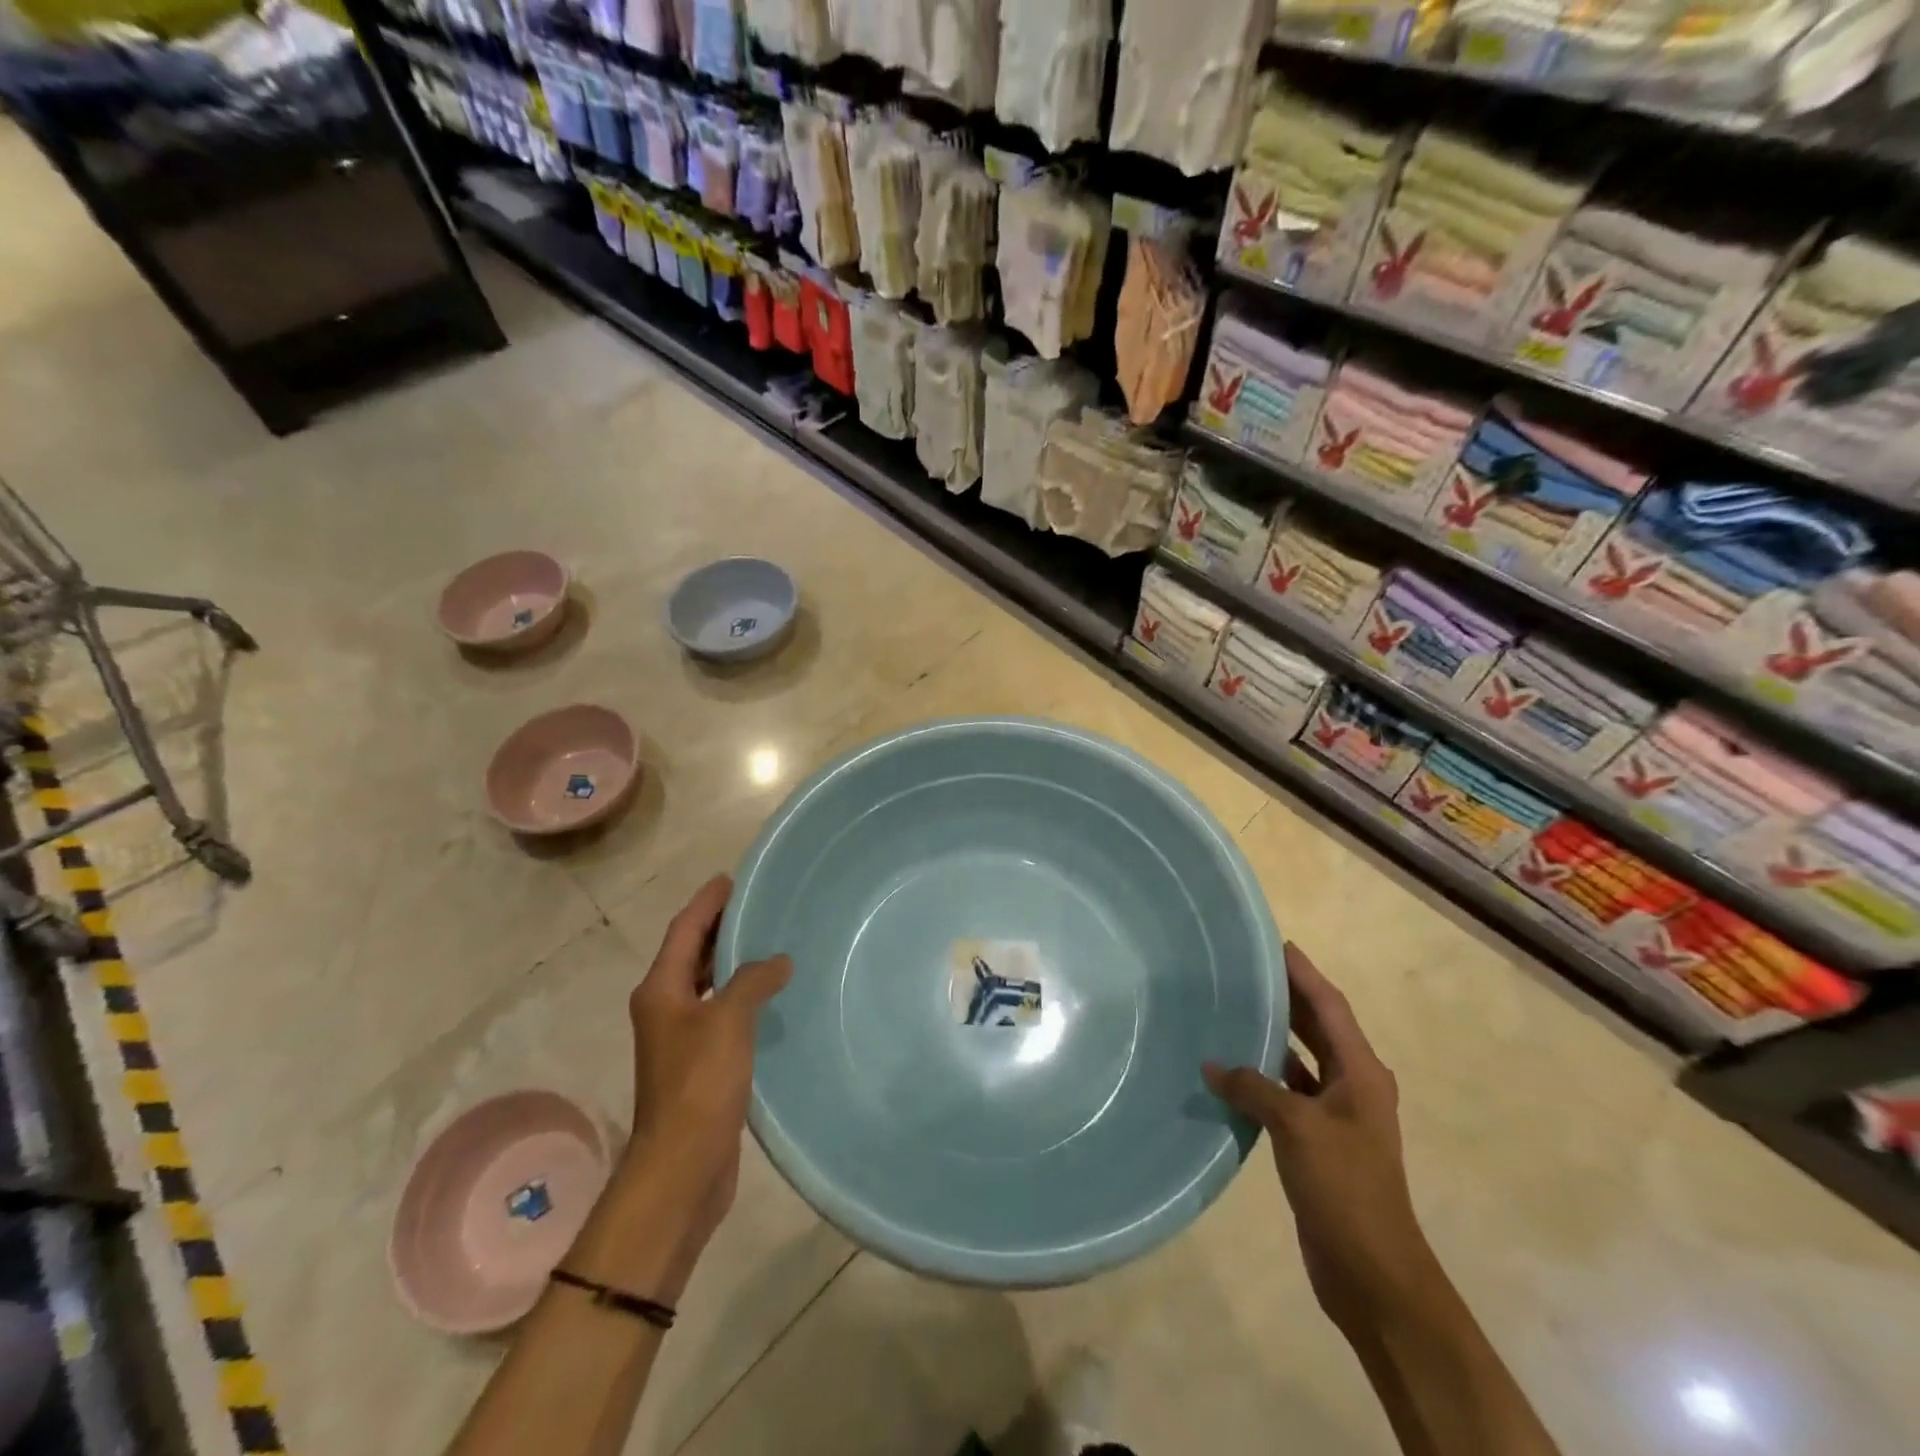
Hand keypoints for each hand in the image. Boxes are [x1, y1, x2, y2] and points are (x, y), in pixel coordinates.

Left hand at [627, 873, 790, 1209]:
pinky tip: (769, 994)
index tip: (732, 879)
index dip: (707, 903)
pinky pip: (721, 1011)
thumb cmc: (698, 1084)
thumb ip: (753, 981)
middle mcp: (665, 1007)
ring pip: (706, 983)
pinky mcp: (700, 1062)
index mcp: (660, 990)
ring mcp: (681, 1036)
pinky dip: (740, 994)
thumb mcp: (728, 1021)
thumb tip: (778, 961)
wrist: (682, 1166)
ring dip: (731, 960)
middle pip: (691, 953)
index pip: (684, 931)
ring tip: (768, 940)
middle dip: (719, 927)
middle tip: (757, 904)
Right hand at [1204, 943, 1436, 1333]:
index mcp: (1362, 1072)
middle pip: (1319, 1027)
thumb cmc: (1345, 1187)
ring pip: (1303, 1059)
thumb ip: (1252, 1087)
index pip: (1330, 1006)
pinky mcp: (1320, 1140)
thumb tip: (1211, 1064)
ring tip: (1234, 1008)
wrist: (1373, 1272)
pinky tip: (1233, 1070)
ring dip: (1275, 1035)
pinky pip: (1290, 1091)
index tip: (1275, 943)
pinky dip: (1266, 1075)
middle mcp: (1355, 1085)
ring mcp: (1338, 1114)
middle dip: (1288, 997)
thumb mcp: (1296, 1127)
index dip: (1304, 973)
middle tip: (1246, 969)